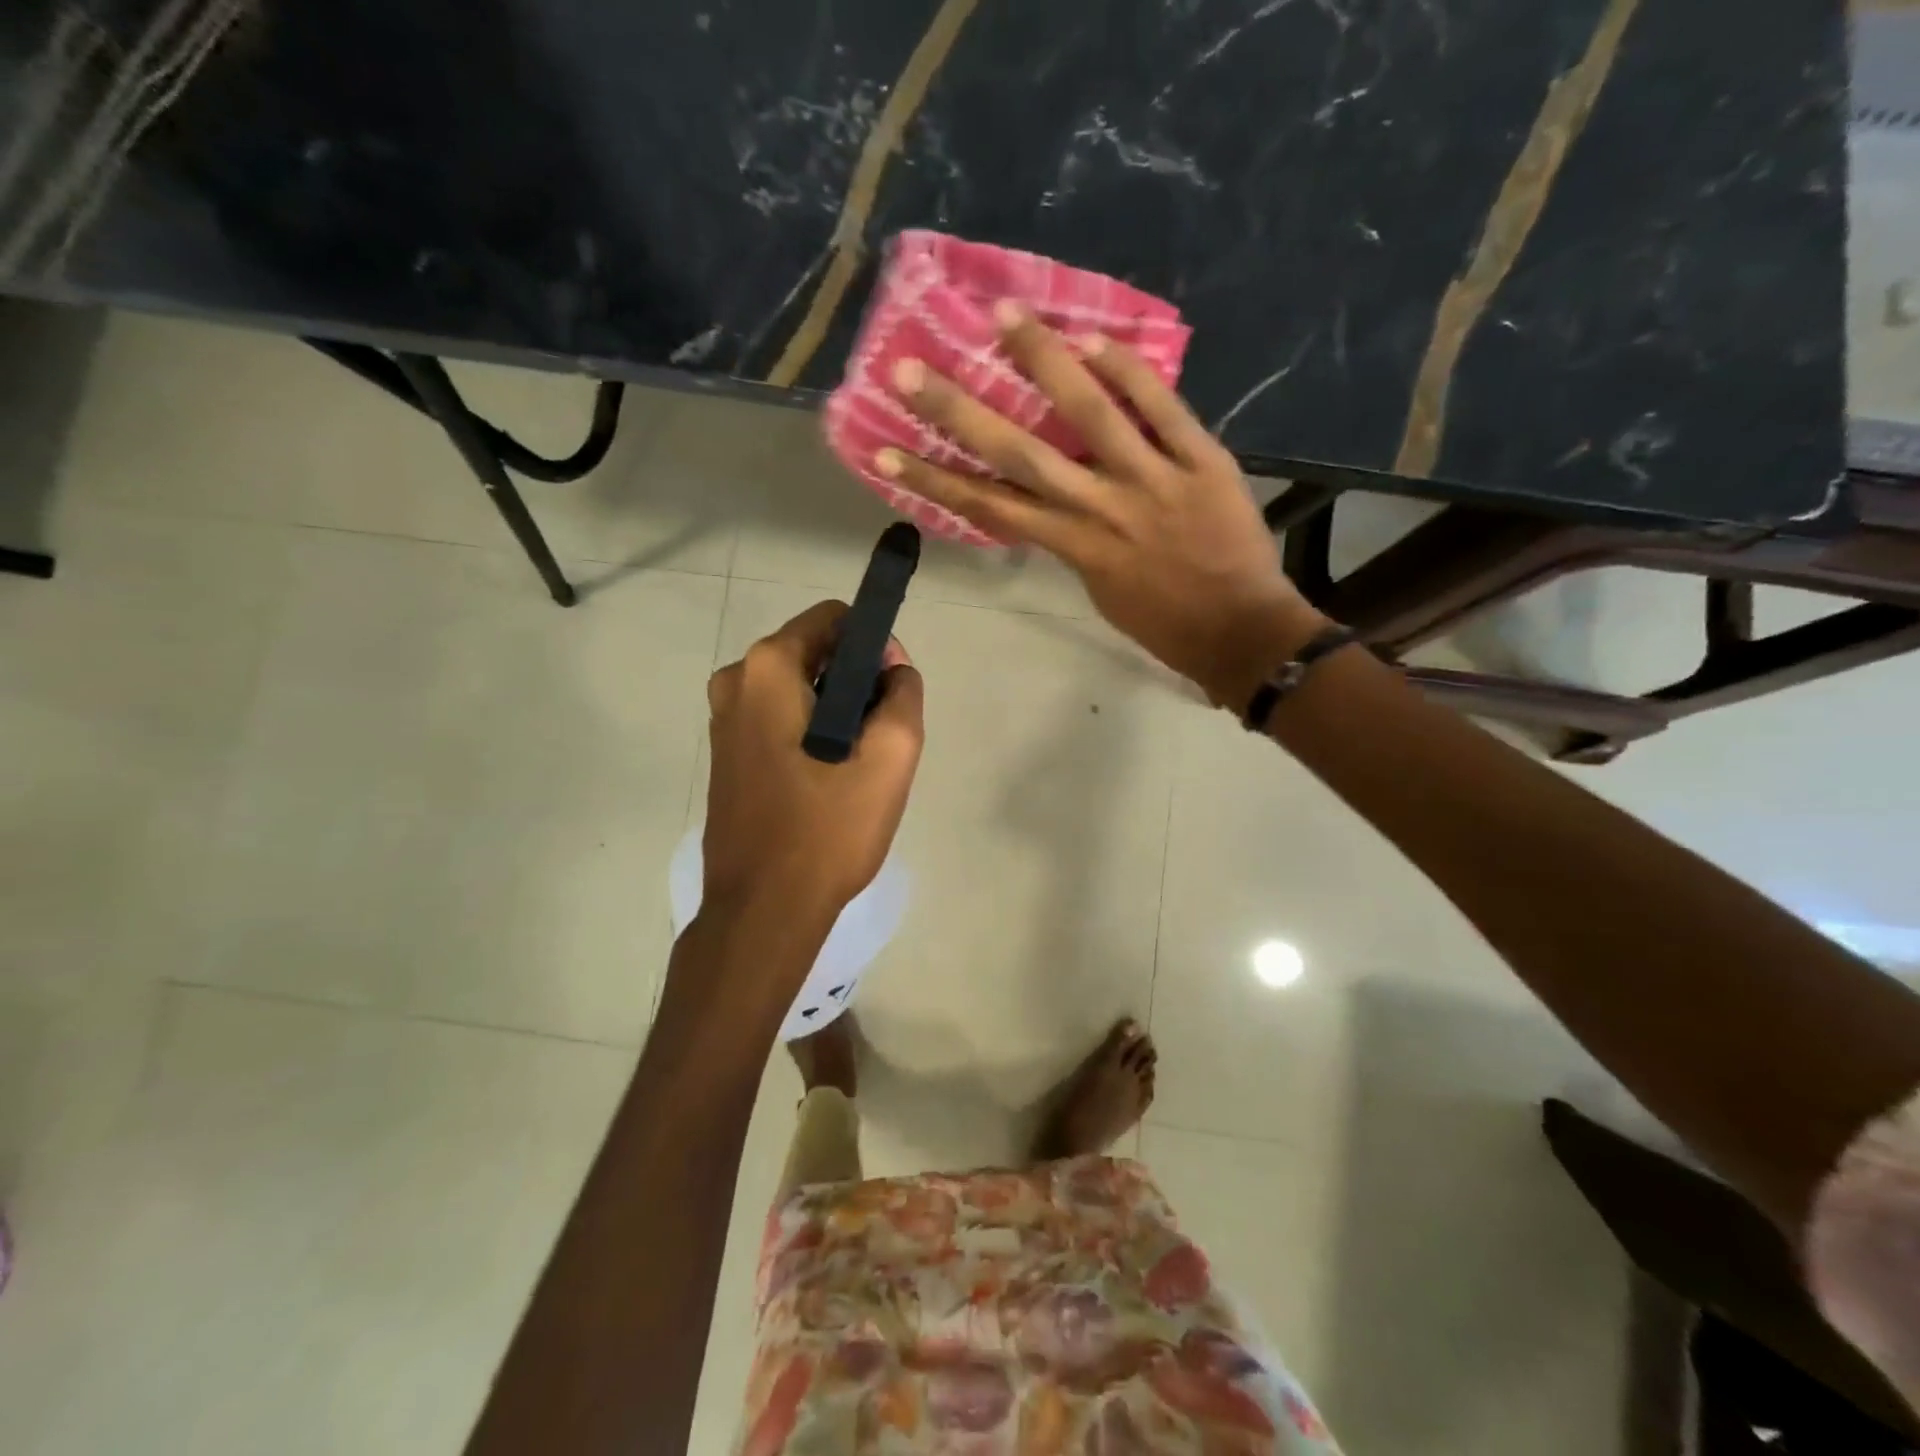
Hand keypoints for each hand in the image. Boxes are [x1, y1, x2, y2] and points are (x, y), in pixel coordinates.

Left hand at [702, 600, 923, 920]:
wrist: (763, 911)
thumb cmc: (827, 830)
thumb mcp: (890, 757)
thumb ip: (903, 695)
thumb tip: (893, 670)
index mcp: (767, 669)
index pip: (834, 619)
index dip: (875, 646)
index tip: (893, 693)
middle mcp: (734, 682)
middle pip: (815, 654)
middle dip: (857, 684)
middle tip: (880, 740)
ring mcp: (723, 722)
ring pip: (799, 691)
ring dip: (837, 715)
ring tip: (858, 768)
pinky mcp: (726, 756)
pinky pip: (780, 722)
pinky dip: (811, 736)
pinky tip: (829, 783)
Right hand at [874, 305, 1326, 706]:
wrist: (1241, 634)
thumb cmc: (1164, 624)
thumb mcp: (1101, 590)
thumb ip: (1072, 541)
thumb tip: (1052, 500)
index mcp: (1072, 547)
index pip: (989, 506)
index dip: (932, 478)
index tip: (884, 450)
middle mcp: (1101, 508)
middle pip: (1019, 454)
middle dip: (957, 412)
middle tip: (910, 369)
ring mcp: (1153, 480)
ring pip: (1090, 413)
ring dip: (1043, 360)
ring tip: (1004, 315)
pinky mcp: (1204, 461)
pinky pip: (1163, 408)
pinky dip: (1130, 372)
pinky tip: (1094, 338)